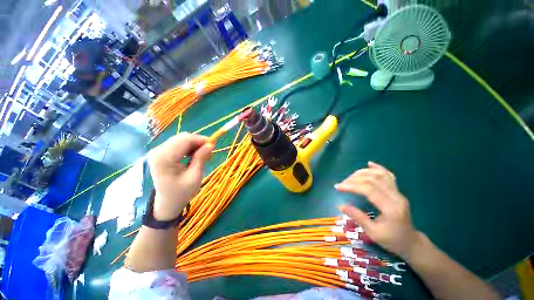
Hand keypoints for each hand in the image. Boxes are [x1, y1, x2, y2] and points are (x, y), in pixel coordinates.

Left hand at [148, 133, 213, 220]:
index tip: (214, 146)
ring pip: (181, 139)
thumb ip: (201, 158)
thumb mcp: (195, 177)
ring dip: (194, 145)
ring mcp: (158, 151)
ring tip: (203, 155)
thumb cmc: (181, 193)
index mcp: (164, 158)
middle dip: (198, 142)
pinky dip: (189, 147)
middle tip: (209, 153)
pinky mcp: (161, 153)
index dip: (201, 140)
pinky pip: (178, 144)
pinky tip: (194, 155)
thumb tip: (211, 144)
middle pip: (183, 137)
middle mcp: (158, 151)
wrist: (167, 203)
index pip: (185, 140)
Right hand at [336, 161, 421, 258]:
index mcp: (391, 208)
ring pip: (379, 175)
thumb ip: (358, 217)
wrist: (411, 242)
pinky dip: (378, 168)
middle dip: (353, 179)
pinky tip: (369, 164)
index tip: (338, 187)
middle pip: (373, 179)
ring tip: (349, 178)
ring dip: (361, 173)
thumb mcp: (373, 233)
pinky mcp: (397, 191)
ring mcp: (398, 192)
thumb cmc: (392, 240)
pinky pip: (388, 175)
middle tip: (341, 184)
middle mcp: (396, 196)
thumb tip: (340, 205)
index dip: (351, 186)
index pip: (369, 189)